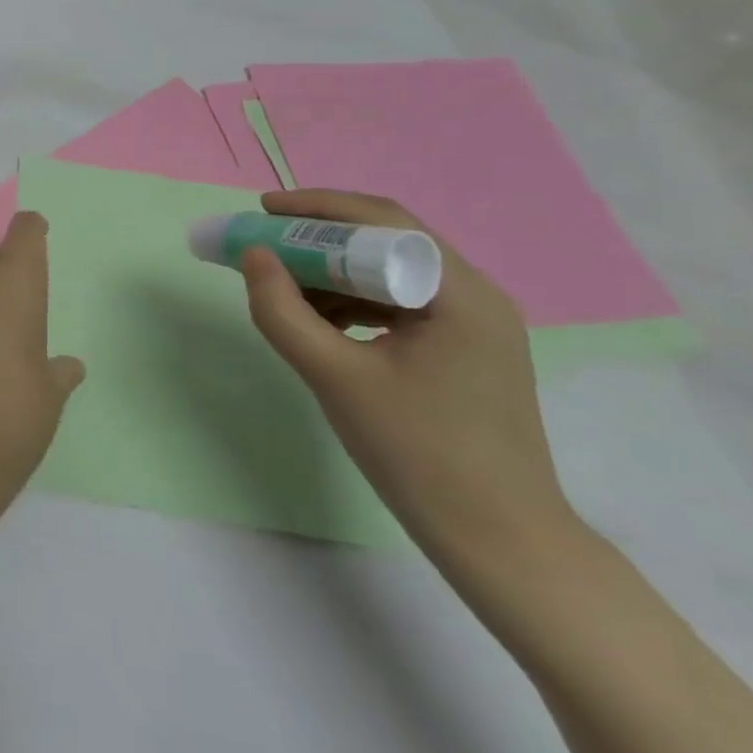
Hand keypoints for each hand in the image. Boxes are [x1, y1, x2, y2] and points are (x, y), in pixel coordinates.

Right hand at [240, 189, 580, 573]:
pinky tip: (319, 321)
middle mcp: (476, 296)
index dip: (315, 209)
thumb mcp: (335, 377)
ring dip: (333, 272)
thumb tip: (252, 256)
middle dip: (318, 239)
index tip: (261, 211)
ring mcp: (474, 326)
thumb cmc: (418, 453)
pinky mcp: (464, 352)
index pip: (382, 222)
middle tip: (263, 245)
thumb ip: (283, 311)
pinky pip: (399, 305)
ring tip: (282, 287)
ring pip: (390, 274)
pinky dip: (354, 303)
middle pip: (387, 242)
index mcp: (459, 293)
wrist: (500, 543)